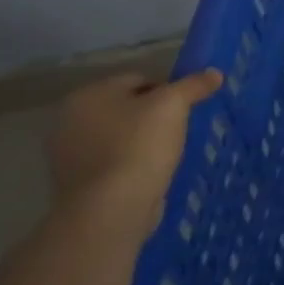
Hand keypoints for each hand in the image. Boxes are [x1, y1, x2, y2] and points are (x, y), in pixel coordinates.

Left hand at [48, 68, 221, 242]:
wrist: (111, 211)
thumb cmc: (139, 146)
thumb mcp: (174, 105)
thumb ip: (194, 84)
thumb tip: (215, 73)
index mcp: (88, 95)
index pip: (138, 79)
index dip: (167, 90)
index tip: (185, 108)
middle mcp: (70, 122)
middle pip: (127, 108)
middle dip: (153, 116)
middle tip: (179, 129)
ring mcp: (69, 157)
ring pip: (120, 137)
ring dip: (143, 142)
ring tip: (168, 153)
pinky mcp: (77, 186)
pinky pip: (114, 164)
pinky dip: (132, 165)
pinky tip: (151, 174)